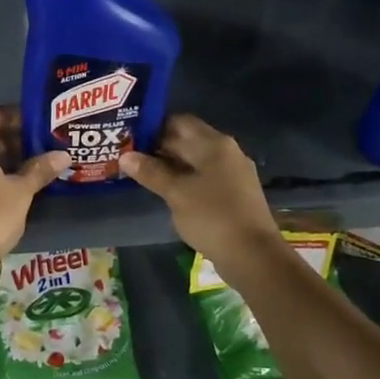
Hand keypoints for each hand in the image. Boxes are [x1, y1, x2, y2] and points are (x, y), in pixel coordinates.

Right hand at [120, 115, 280, 267]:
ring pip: (196, 161)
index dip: (153, 127)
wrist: (254, 256)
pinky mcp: (235, 194)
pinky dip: (185, 180)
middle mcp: (227, 152)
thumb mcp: (176, 193)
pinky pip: (205, 178)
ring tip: (143, 174)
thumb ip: (151, 172)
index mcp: (214, 144)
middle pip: (188, 140)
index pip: (179, 122)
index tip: (130, 137)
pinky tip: (168, 192)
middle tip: (130, 157)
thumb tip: (125, 156)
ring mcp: (233, 173)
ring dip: (171, 165)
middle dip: (160, 147)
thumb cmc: (212, 217)